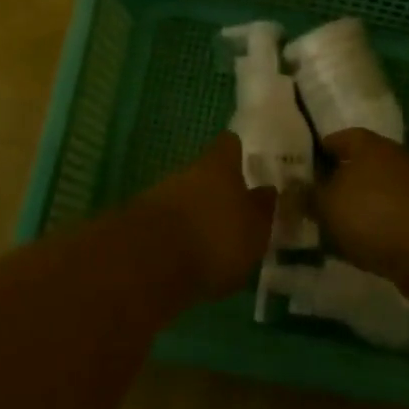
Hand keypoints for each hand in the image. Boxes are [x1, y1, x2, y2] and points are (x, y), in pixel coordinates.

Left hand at [137, 134, 276, 298]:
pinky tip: (190, 259)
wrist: (150, 264)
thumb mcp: (255, 229)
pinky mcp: (140, 225)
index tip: (247, 161)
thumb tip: (267, 190)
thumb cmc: (216, 238)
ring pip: (185, 198)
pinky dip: (179, 237)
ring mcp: (160, 196)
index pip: (229, 145)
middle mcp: (188, 173)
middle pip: (204, 173)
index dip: (238, 152)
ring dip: (197, 215)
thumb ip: (262, 209)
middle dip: (218, 191)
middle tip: (235, 213)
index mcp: (219, 166)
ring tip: (213, 242)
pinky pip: (168, 224)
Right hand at [312, 129, 408, 292]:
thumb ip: (307, 196)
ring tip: (325, 230)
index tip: (296, 168)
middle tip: (305, 203)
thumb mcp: (327, 203)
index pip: (337, 138)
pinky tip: (353, 250)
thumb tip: (293, 190)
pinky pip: (386, 223)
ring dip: (352, 212)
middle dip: (333, 184)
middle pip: (356, 168)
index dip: (316, 151)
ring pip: (371, 197)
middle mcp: (391, 161)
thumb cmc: (373, 212)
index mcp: (368, 144)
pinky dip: (370, 233)